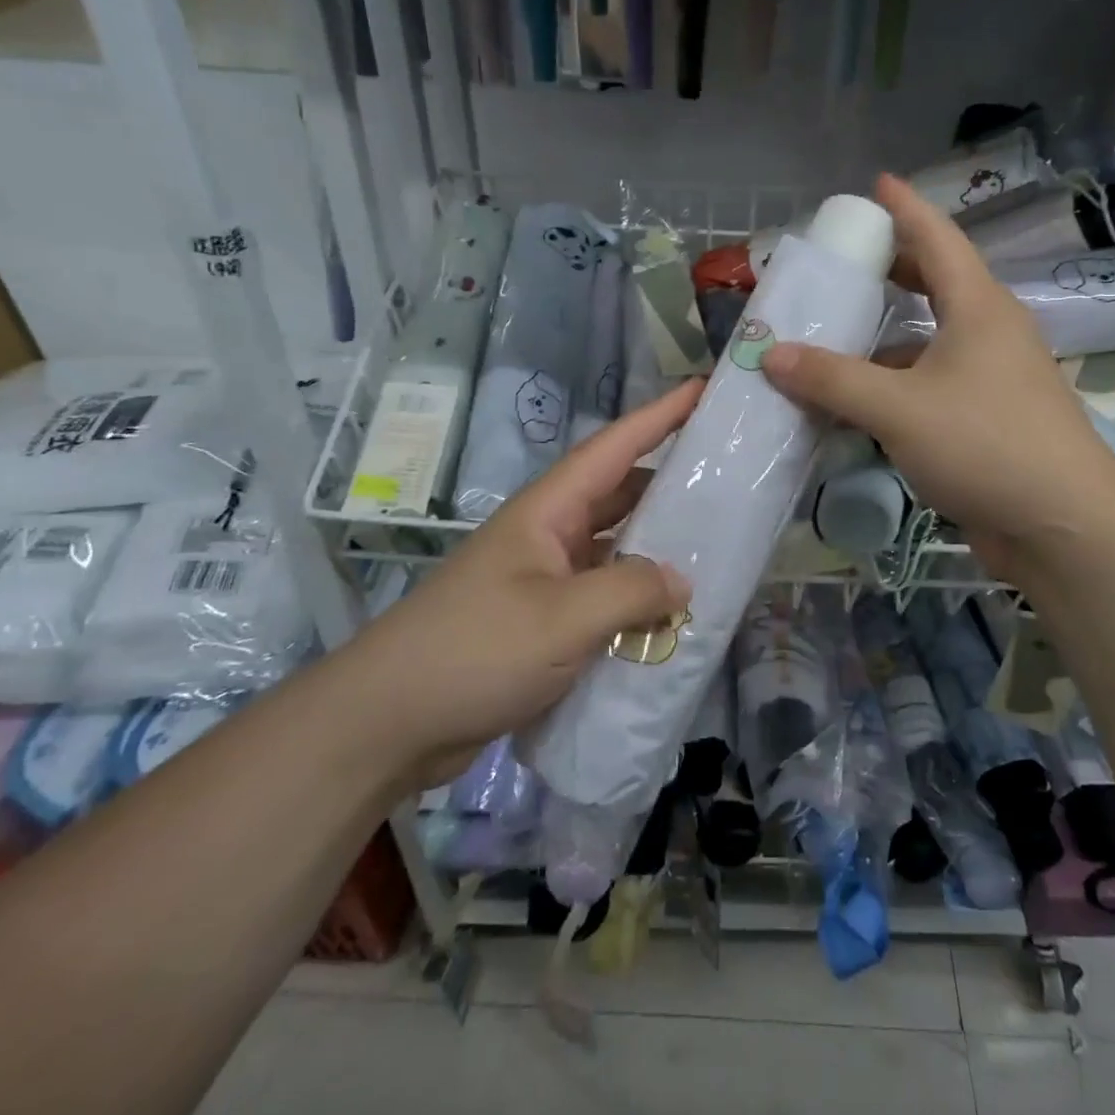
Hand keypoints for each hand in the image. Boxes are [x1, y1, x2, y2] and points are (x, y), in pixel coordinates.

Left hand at [350, 383, 698, 789]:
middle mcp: (546, 536)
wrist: (388, 724)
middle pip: (617, 494)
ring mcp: (542, 580)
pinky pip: (601, 596)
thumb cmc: (475, 651)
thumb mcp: (562, 618)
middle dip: (668, 481)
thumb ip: (630, 591)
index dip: (659, 416)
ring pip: (612, 548)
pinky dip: (635, 599)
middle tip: (726, 477)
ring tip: (712, 546)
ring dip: (655, 547)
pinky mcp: (540, 623)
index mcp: (547, 512)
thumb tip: (682, 580)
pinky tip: (668, 616)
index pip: (613, 448)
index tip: (702, 390)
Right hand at [762, 174, 1114, 562]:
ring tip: (833, 339)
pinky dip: (894, 387)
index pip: (938, 238)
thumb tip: (772, 354)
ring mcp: (993, 379)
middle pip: (936, 286)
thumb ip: (833, 379)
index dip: (905, 208)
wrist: (1063, 526)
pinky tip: (859, 405)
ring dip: (885, 340)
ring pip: (930, 343)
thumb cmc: (985, 445)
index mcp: (977, 308)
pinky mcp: (988, 421)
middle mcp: (989, 333)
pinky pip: (931, 387)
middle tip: (844, 265)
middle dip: (891, 271)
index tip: (877, 184)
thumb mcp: (899, 408)